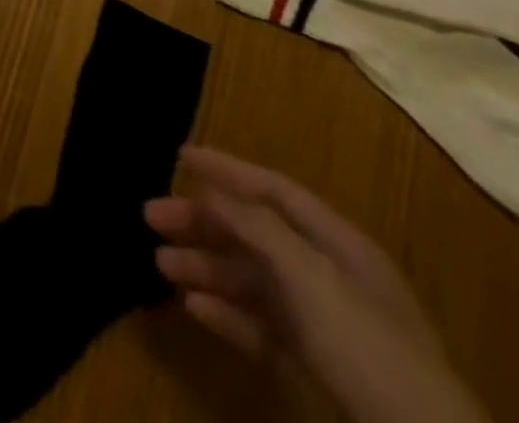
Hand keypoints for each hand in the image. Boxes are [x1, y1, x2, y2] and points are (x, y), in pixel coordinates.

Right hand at [145, 147, 487, 422]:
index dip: (227, 168)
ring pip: (251, 279)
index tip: (178, 155)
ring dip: (206, 267)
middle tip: (152, 216)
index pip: (274, 189)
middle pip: (254, 232)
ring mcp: (322, 321)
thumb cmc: (366, 345)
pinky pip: (261, 325)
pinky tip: (195, 307)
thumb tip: (211, 186)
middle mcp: (327, 273)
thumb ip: (257, 225)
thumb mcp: (310, 274)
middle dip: (203, 221)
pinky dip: (227, 313)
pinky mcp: (315, 364)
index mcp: (337, 242)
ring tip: (161, 264)